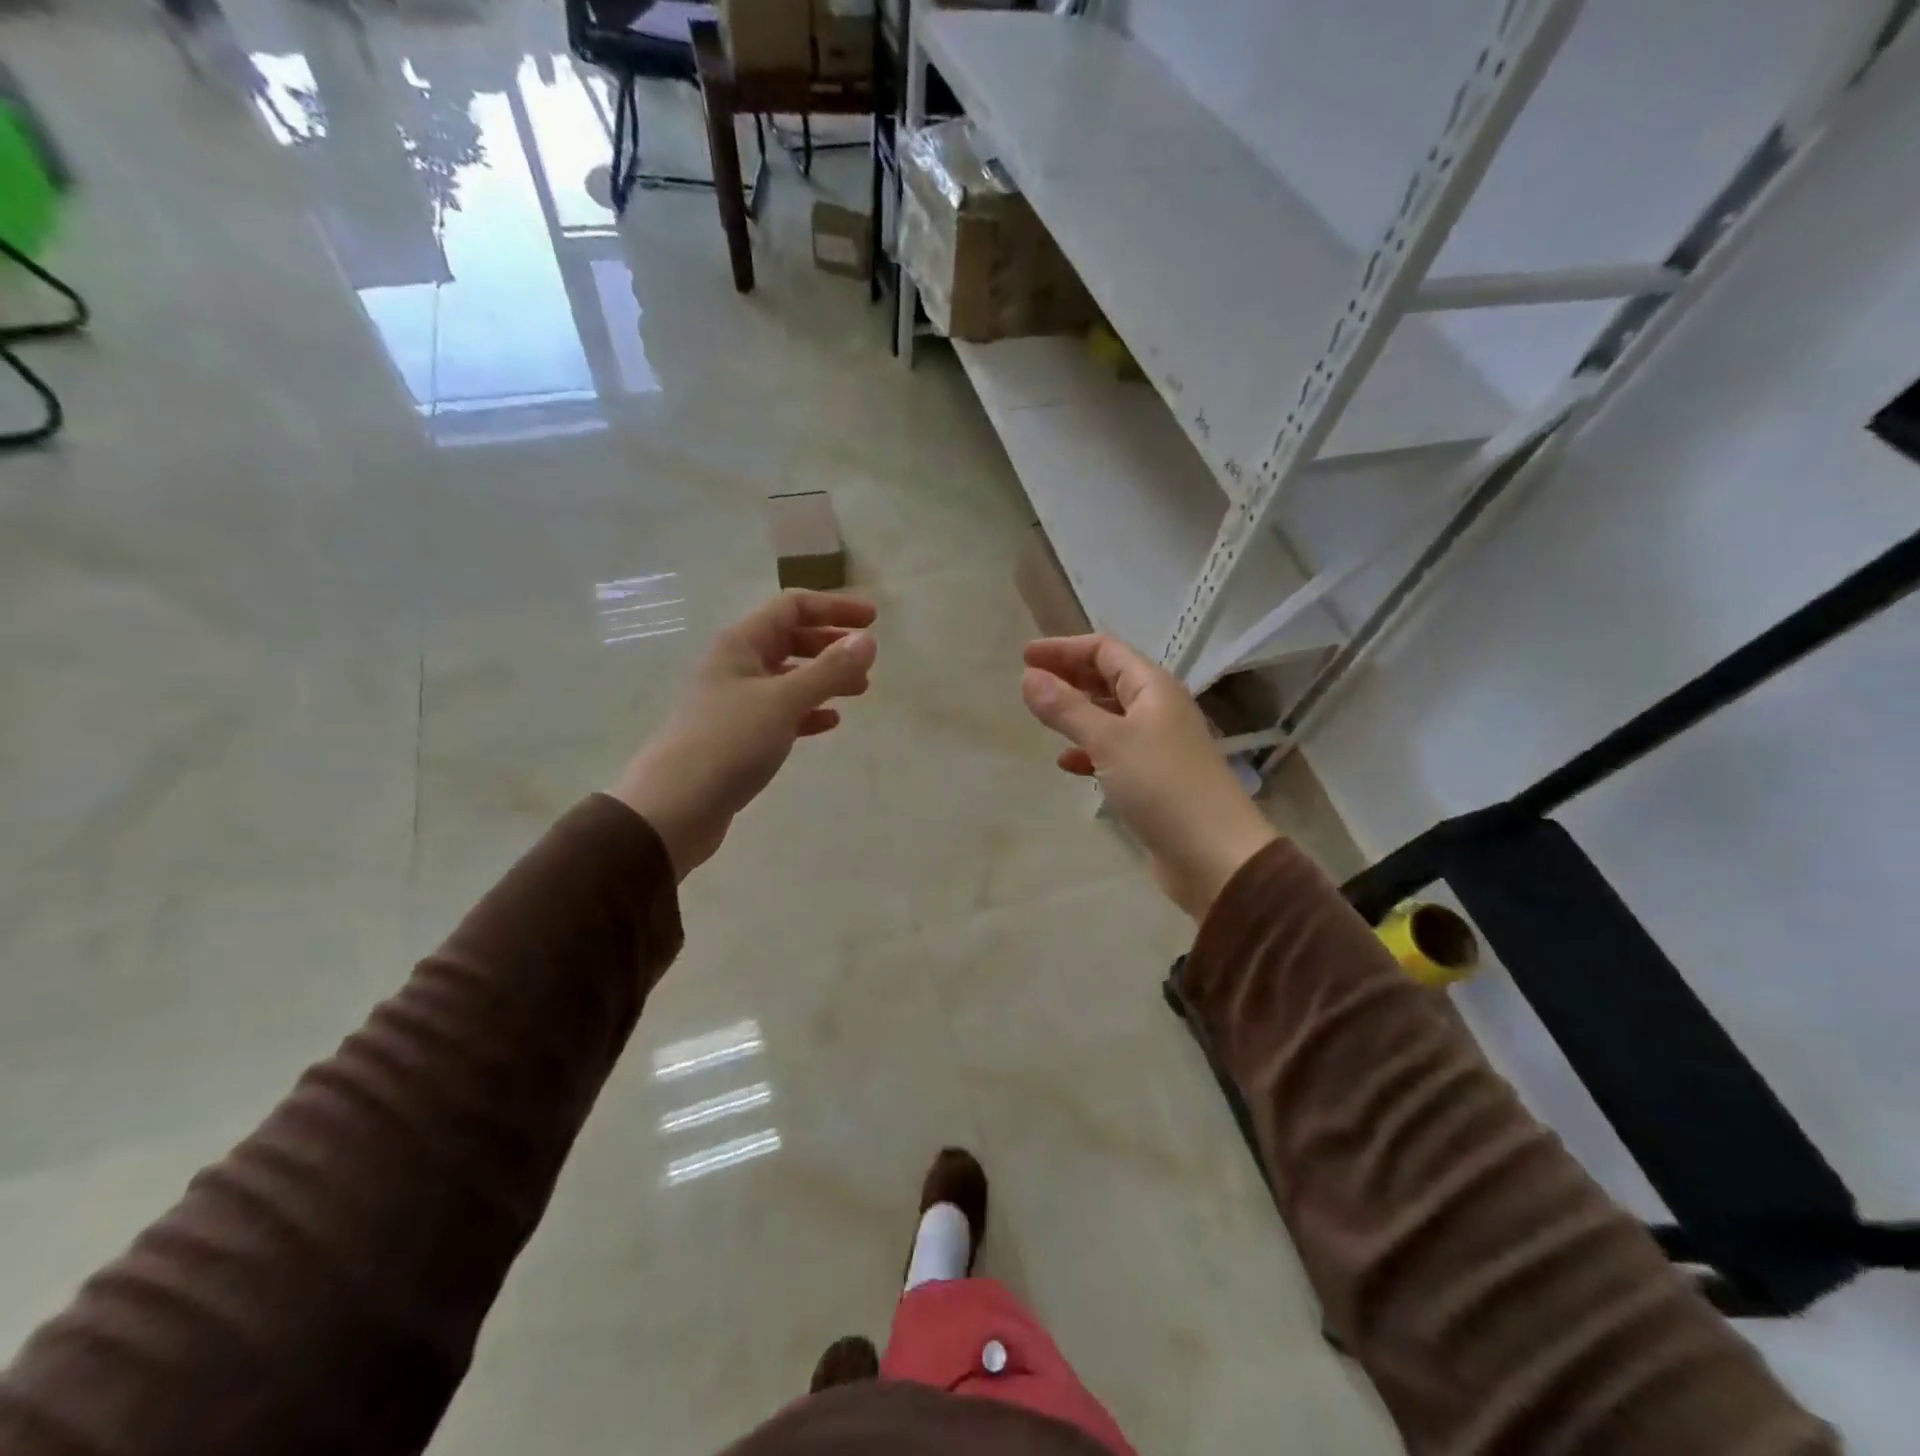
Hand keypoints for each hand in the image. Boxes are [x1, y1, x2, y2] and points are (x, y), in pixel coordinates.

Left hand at [611, 590, 877, 879]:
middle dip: (831, 644)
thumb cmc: (728, 742)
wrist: (674, 807)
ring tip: (860, 690)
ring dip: (824, 678)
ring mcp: (736, 701)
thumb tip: (868, 640)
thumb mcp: (783, 700)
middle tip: (867, 658)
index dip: (834, 608)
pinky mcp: (739, 736)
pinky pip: (782, 712)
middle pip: (790, 639)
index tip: (873, 620)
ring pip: (789, 677)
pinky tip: (830, 722)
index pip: (792, 607)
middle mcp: (737, 665)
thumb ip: (829, 670)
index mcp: (742, 643)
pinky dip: (808, 712)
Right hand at [1021, 634, 1278, 920]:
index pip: (1105, 650)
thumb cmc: (1162, 786)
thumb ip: (1067, 709)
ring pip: (1109, 716)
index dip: (1065, 648)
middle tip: (1029, 681)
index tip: (1027, 656)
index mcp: (1153, 688)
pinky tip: (1066, 764)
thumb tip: (1029, 678)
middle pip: (1108, 679)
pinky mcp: (1154, 780)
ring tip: (1042, 717)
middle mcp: (1158, 709)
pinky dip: (1088, 752)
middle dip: (1069, 676)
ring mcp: (1157, 745)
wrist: (1214, 855)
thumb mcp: (1108, 741)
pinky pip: (1114, 753)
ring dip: (1077, 713)